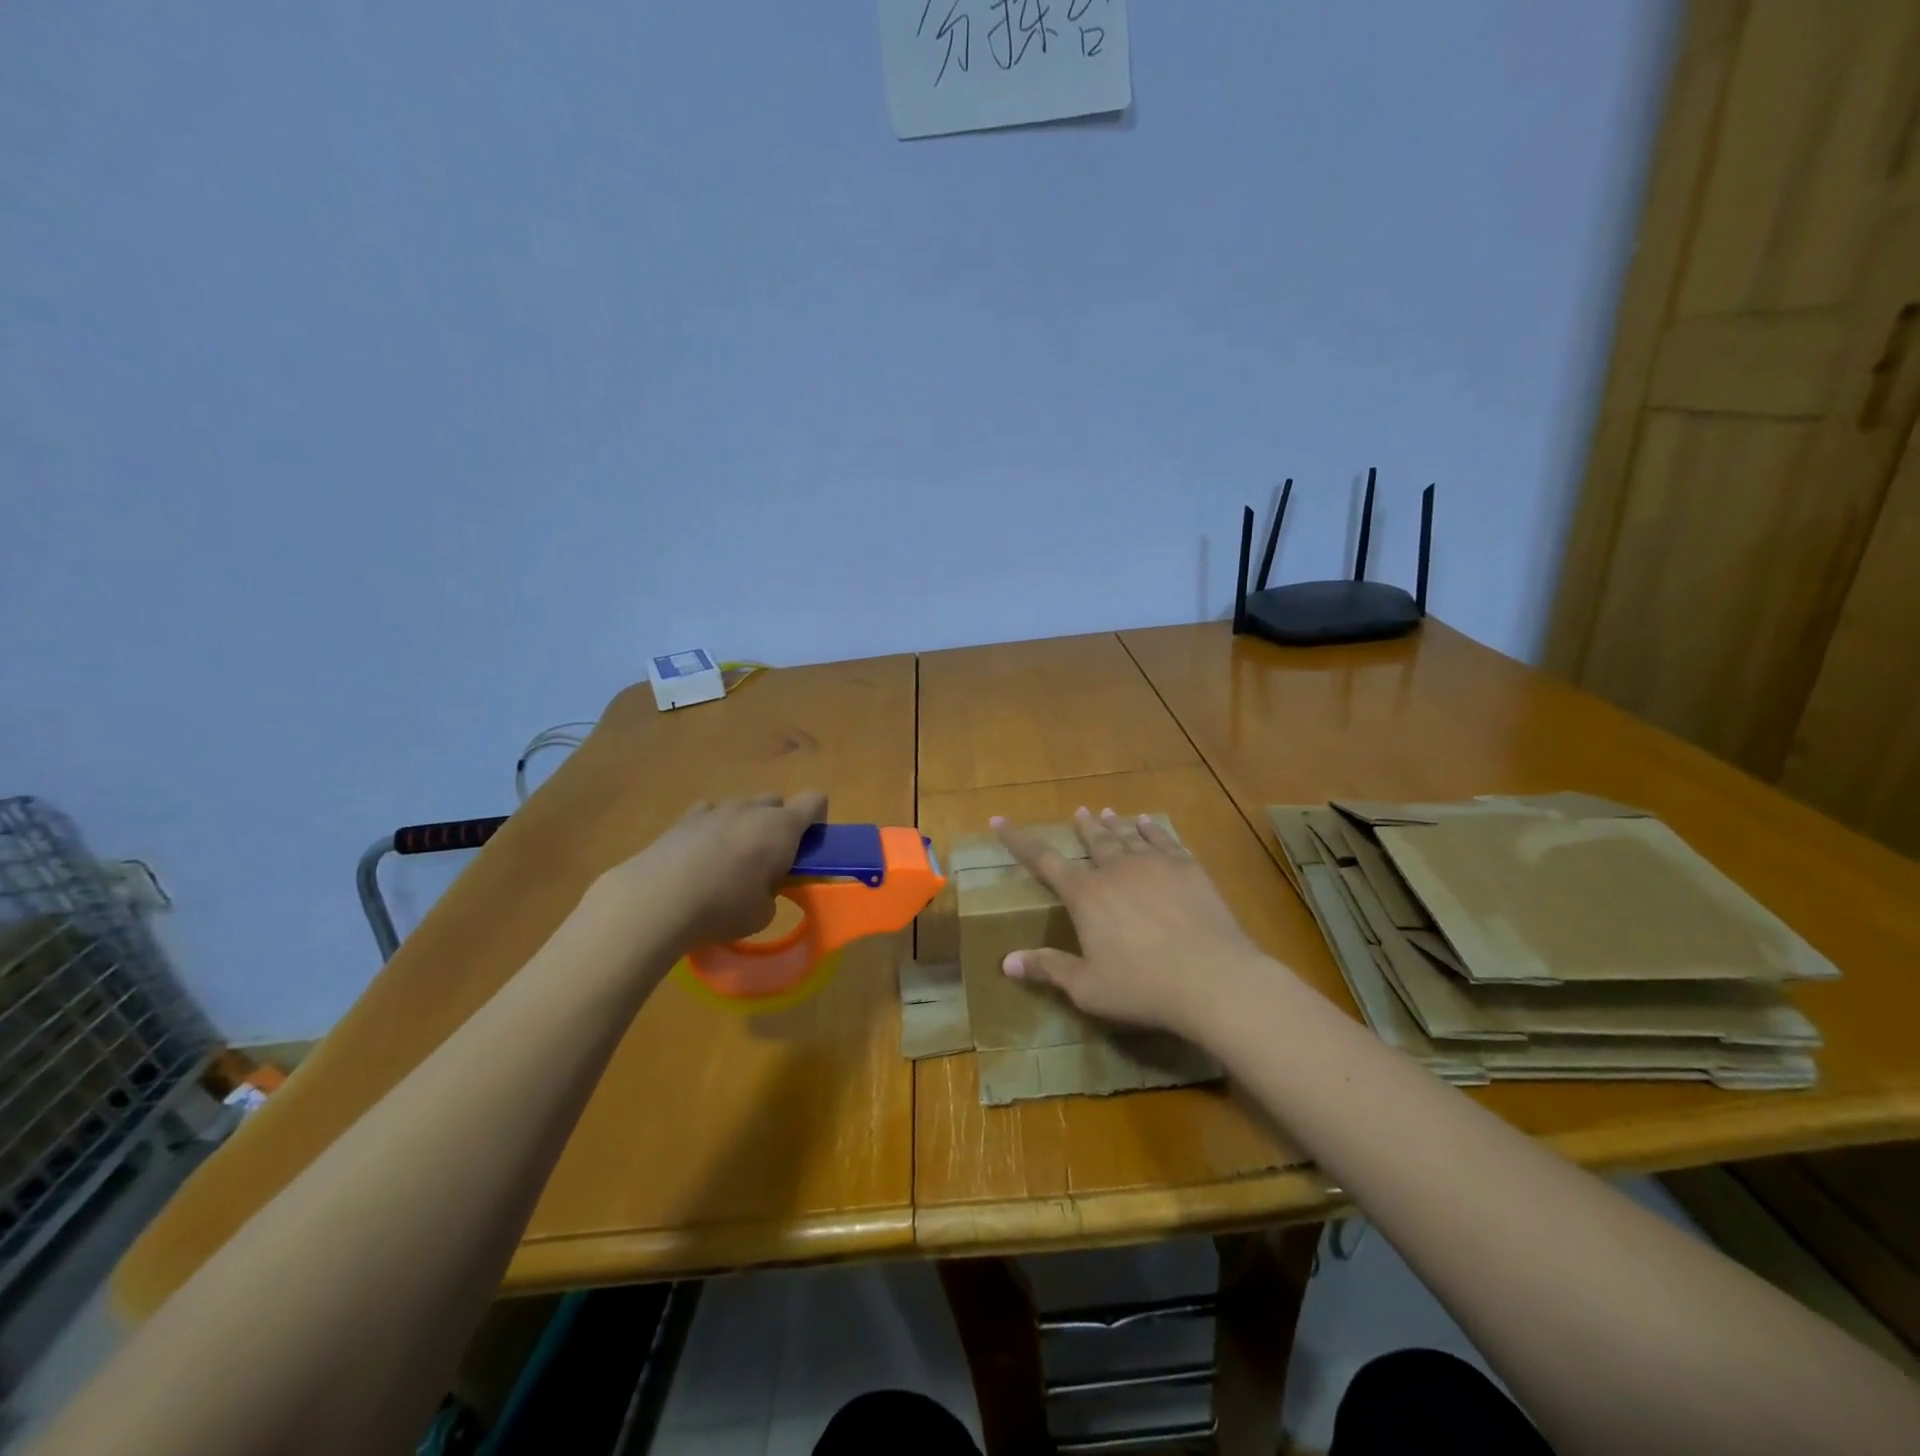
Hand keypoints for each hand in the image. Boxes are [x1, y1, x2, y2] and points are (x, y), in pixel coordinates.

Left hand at [597, 791, 828, 951]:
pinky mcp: (684, 818)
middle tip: (768, 860)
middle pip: (776, 801)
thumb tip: (762, 888)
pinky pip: (709, 814)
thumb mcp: (762, 914)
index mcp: (782, 827)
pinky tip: (699, 858)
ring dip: (744, 826)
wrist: (656, 900)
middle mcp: (752, 809)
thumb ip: (772, 893)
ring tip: (729, 862)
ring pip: (742, 807)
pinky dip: (712, 829)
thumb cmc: (722, 907)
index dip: (817, 819)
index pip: (815, 800)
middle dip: (778, 824)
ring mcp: (715, 809)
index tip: (807, 847)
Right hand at [993, 807, 1274, 1042]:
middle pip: (1093, 841)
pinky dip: (1152, 830)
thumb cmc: (1141, 986)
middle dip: (1083, 827)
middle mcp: (1115, 870)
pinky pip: (1164, 841)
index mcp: (1085, 895)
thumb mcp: (1087, 987)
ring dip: (1113, 825)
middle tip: (1079, 812)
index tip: (1000, 821)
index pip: (1043, 860)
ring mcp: (1154, 865)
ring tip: (1105, 812)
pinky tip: (1148, 823)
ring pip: (1126, 837)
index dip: (1018, 841)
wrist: (1212, 977)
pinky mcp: (1187, 869)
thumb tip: (1007, 962)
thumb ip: (1048, 969)